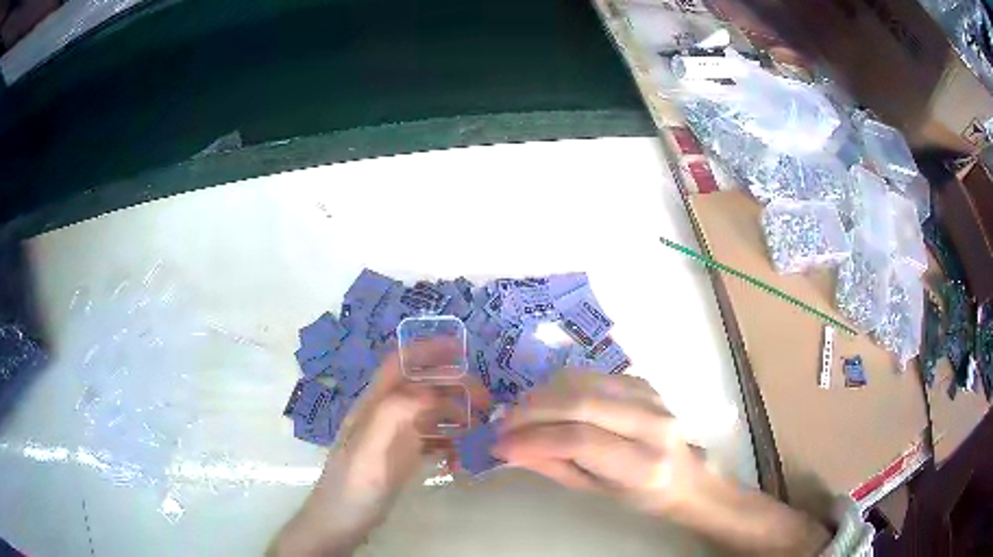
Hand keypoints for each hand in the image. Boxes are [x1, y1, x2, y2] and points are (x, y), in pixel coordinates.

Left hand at [272, 339, 486, 555]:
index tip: (461, 350)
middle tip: (486, 402)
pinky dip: (451, 441)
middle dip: (454, 386)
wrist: (342, 520)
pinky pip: (433, 439)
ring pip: (431, 412)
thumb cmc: (352, 485)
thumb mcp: (368, 450)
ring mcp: (395, 436)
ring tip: (481, 427)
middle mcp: (386, 414)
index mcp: (374, 405)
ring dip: (457, 413)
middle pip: (423, 386)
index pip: (400, 364)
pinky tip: (464, 454)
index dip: (426, 350)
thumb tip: (429, 390)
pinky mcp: (403, 456)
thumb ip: (392, 416)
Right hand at [494, 372, 831, 555]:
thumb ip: (553, 467)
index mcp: (644, 463)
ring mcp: (653, 396)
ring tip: (520, 414)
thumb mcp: (596, 492)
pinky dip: (561, 386)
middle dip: (531, 411)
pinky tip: (548, 402)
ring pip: (584, 382)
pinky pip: (593, 376)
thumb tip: (508, 449)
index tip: (500, 445)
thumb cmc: (641, 495)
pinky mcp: (645, 382)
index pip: (581, 440)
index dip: (534, 439)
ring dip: (542, 394)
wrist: (686, 474)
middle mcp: (653, 423)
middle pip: (581, 402)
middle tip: (502, 424)